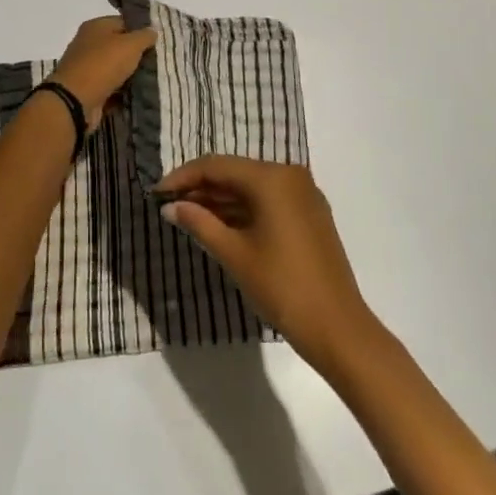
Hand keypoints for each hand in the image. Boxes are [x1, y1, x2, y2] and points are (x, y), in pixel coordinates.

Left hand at [49, 15, 156, 130]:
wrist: (75, 101)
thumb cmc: (103, 65)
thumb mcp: (130, 45)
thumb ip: (144, 36)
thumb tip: (153, 30)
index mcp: (95, 27)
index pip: (123, 22)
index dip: (141, 30)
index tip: (158, 41)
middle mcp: (89, 44)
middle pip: (119, 45)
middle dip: (137, 54)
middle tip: (158, 61)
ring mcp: (87, 67)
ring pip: (116, 67)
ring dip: (131, 74)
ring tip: (152, 78)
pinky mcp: (88, 88)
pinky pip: (110, 86)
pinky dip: (122, 90)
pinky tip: (138, 93)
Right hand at [152, 156, 379, 372]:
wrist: (338, 328)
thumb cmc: (282, 286)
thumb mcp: (234, 254)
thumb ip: (200, 223)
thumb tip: (170, 207)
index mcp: (272, 178)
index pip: (217, 166)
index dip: (184, 176)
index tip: (157, 192)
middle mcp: (290, 176)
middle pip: (236, 173)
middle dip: (201, 188)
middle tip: (169, 206)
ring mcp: (304, 196)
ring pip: (252, 188)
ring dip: (221, 201)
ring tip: (188, 217)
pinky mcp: (310, 216)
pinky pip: (269, 202)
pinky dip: (243, 211)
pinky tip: (220, 226)